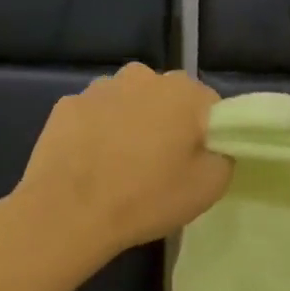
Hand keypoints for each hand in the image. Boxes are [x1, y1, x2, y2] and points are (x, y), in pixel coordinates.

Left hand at [9, 64, 230, 264]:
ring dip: (134, 125)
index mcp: (184, 91)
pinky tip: (96, 165)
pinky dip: (100, 133)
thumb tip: (214, 146)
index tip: (199, 162)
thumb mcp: (212, 185)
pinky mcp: (65, 106)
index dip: (209, 135)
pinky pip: (97, 116)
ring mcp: (99, 88)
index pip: (211, 106)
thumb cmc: (148, 197)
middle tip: (164, 165)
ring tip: (125, 166)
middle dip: (170, 124)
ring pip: (130, 104)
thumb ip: (224, 155)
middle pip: (169, 99)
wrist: (67, 214)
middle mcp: (143, 76)